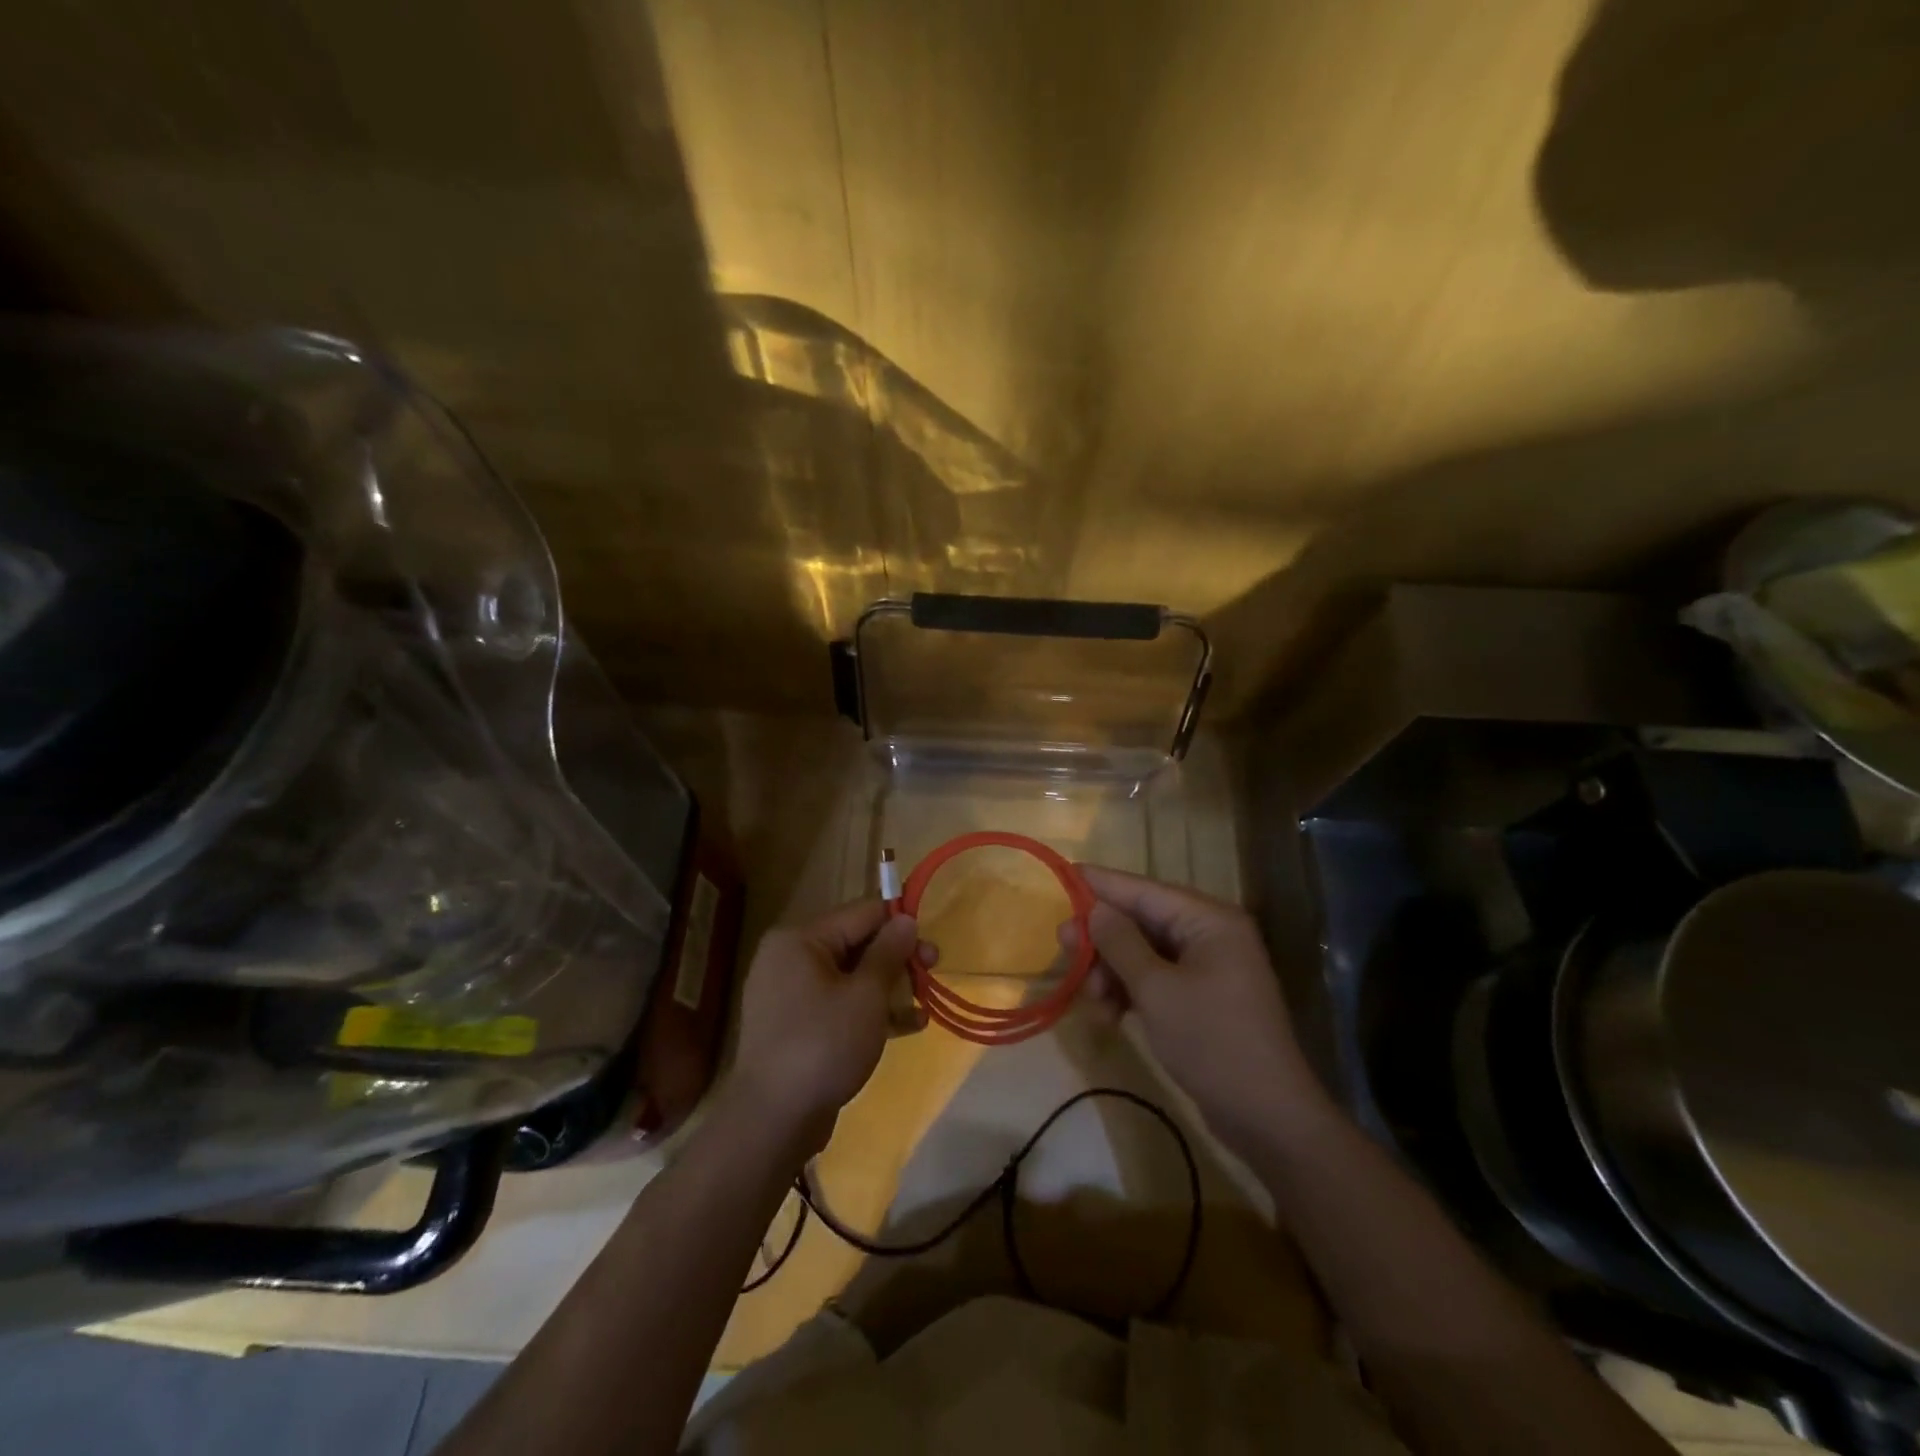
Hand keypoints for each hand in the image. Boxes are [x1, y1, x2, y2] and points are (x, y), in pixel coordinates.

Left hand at [726, 900, 925, 1150]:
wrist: (773, 1120)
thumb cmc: (823, 1044)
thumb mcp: (866, 995)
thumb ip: (889, 952)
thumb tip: (905, 918)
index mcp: (800, 939)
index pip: (861, 913)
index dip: (899, 924)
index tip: (930, 945)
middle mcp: (790, 958)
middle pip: (856, 944)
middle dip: (897, 959)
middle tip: (933, 972)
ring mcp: (789, 994)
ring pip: (850, 977)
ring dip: (889, 988)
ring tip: (923, 1007)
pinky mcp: (795, 1027)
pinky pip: (838, 1005)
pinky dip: (869, 1011)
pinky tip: (906, 1027)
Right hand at [1065, 865, 1333, 1152]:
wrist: (1268, 1117)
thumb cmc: (1211, 1041)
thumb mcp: (1156, 990)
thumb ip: (1120, 943)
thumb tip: (1093, 908)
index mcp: (1209, 920)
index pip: (1144, 890)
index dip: (1102, 884)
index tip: (1064, 873)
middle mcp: (1210, 935)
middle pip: (1142, 921)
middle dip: (1102, 937)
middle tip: (1062, 945)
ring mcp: (1207, 968)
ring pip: (1143, 952)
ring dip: (1112, 971)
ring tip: (1090, 998)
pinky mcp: (1201, 998)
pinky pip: (1155, 979)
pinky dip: (1130, 991)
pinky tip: (1109, 1015)